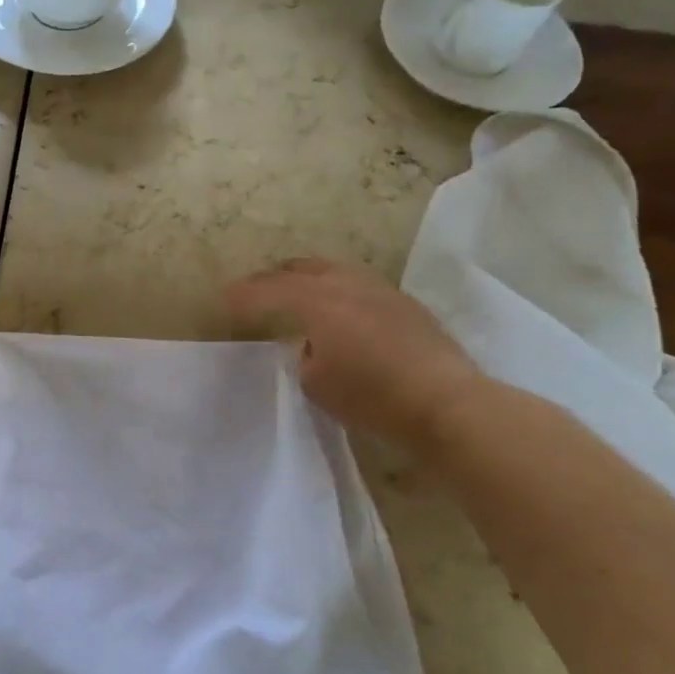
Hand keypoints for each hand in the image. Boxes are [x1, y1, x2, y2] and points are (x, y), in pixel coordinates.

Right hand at [227, 259, 485, 453]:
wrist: (447, 404)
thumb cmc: (373, 397)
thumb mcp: (317, 384)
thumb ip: (305, 357)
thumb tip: (313, 345)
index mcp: (319, 301)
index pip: (271, 290)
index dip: (246, 294)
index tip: (226, 298)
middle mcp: (349, 285)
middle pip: (303, 269)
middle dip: (276, 277)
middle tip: (258, 288)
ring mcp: (382, 291)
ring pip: (336, 272)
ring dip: (310, 280)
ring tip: (299, 293)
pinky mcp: (407, 306)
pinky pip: (360, 287)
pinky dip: (339, 292)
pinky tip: (342, 311)